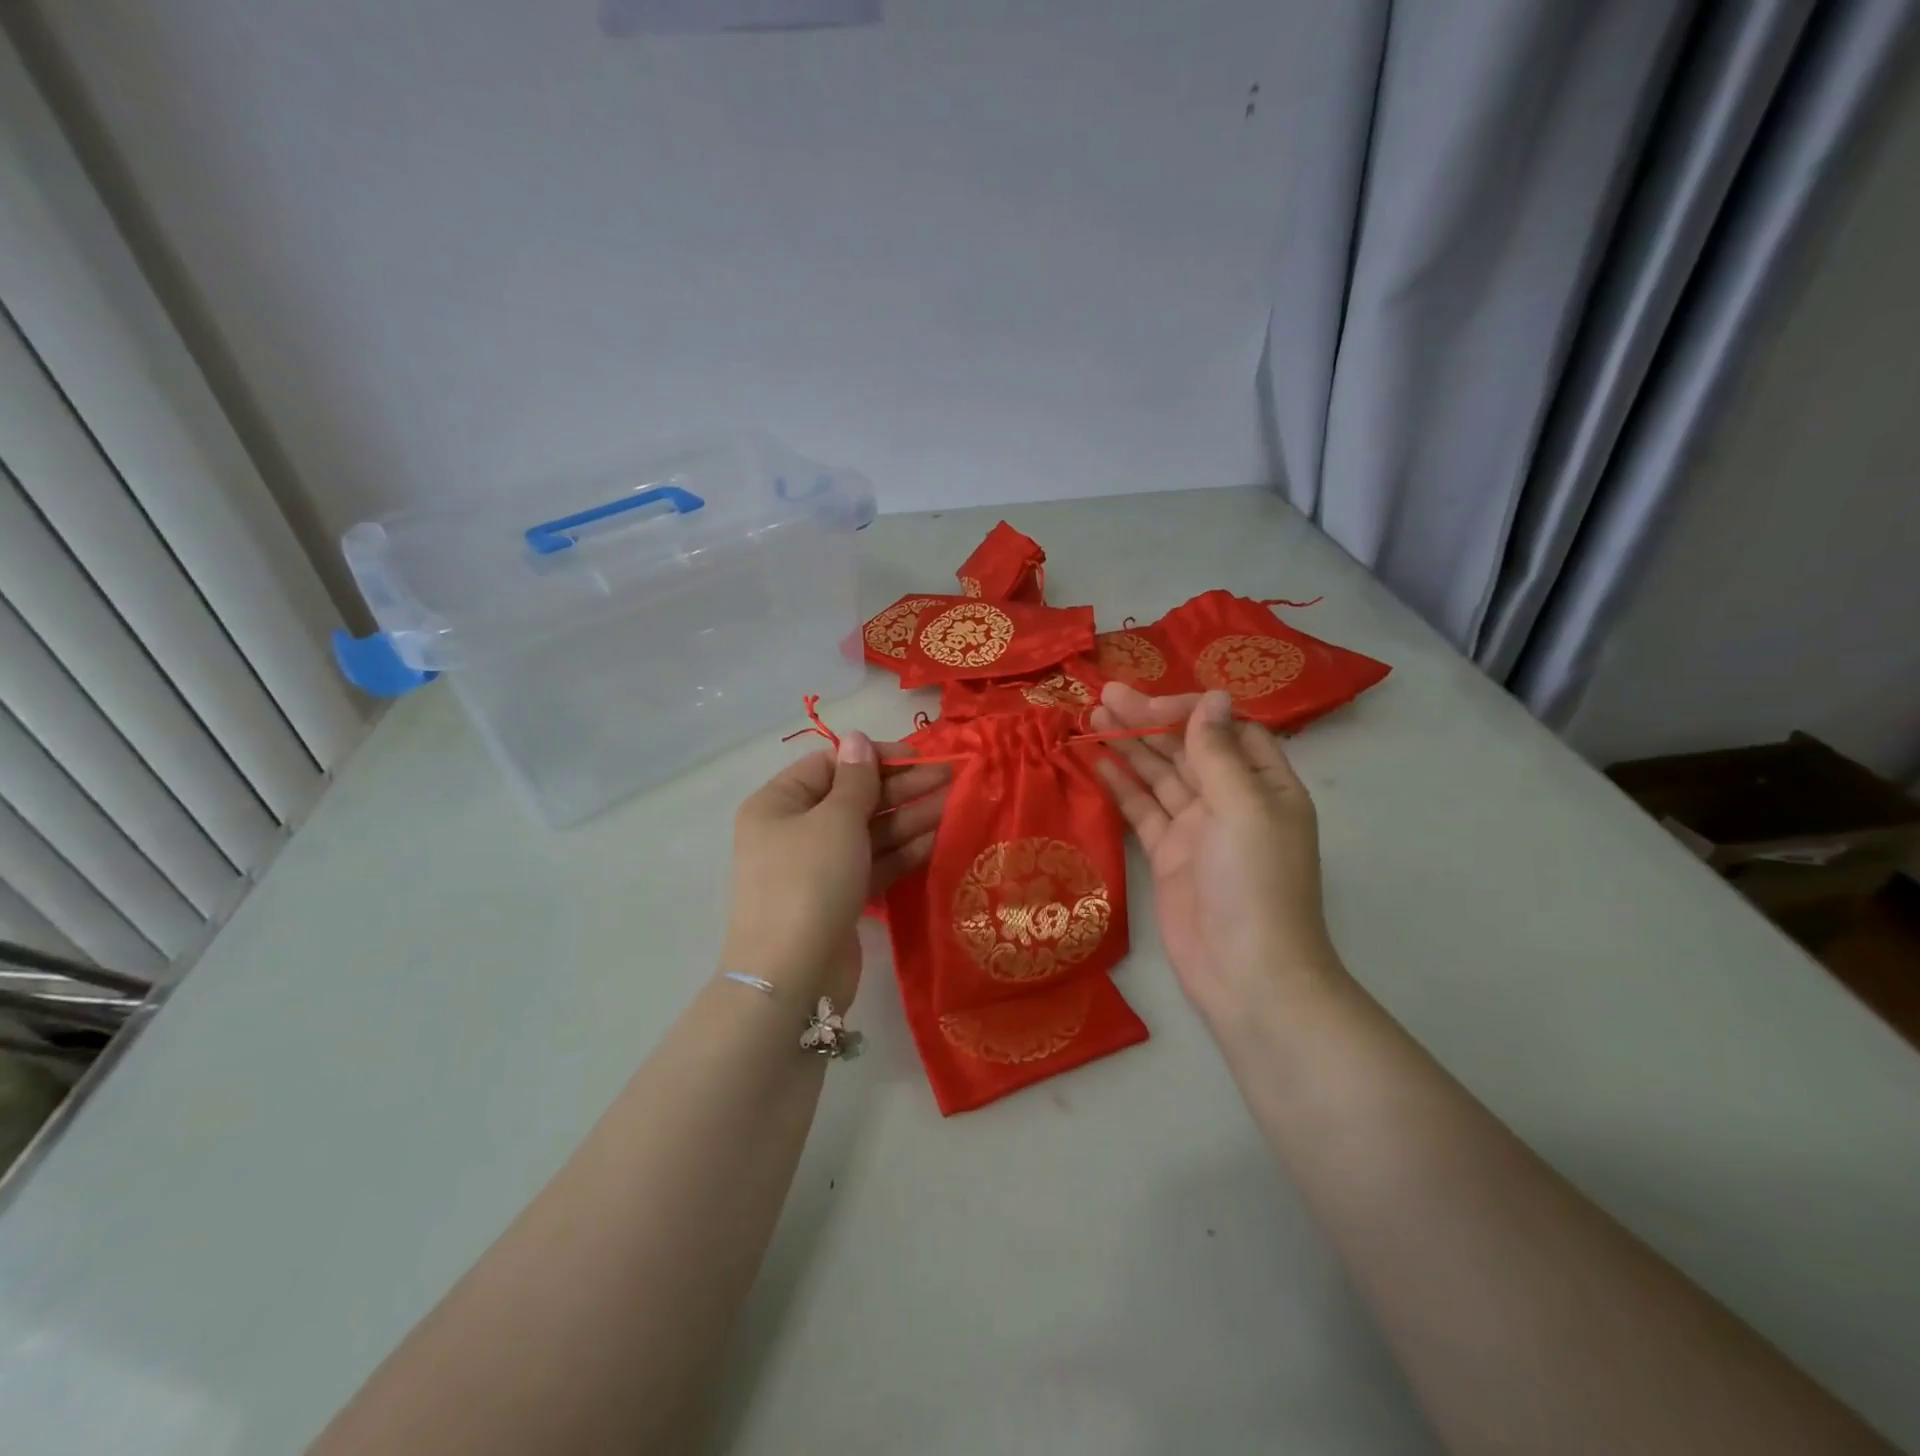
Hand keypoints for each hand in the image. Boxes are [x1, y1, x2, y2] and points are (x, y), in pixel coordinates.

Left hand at [721, 732, 949, 1006]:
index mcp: (779, 804)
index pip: (830, 766)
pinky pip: (872, 864)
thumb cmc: (809, 880)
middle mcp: (794, 831)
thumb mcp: (835, 820)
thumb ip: (856, 779)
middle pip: (853, 798)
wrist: (792, 976)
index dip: (874, 758)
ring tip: (953, 804)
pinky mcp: (838, 898)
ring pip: (867, 832)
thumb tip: (857, 737)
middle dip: (900, 788)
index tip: (918, 757)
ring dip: (907, 818)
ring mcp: (816, 868)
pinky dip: (901, 852)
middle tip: (949, 779)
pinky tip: (937, 838)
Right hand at [1092, 683, 1340, 1023]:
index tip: (1150, 704)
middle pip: (1187, 748)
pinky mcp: (1167, 855)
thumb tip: (1212, 696)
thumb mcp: (1243, 808)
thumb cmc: (1255, 883)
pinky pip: (1142, 810)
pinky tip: (1095, 763)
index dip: (1190, 711)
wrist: (1246, 973)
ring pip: (1159, 776)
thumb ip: (1219, 753)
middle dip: (1148, 721)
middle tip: (1103, 696)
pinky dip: (1121, 786)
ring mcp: (1197, 828)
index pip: (1226, 730)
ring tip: (1091, 718)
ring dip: (1129, 747)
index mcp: (1265, 785)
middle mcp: (1231, 800)